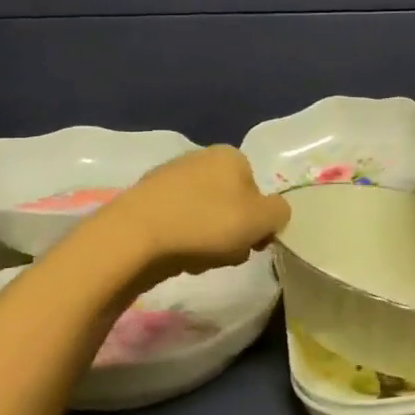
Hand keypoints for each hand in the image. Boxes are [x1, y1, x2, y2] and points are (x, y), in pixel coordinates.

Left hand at [96, 145, 290, 278]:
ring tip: (198, 259)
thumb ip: (280, 213)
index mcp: (231, 155)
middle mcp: (200, 157)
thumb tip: (273, 213)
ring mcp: (169, 177)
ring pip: (205, 215)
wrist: (135, 237)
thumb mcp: (263, 220)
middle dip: (233, 231)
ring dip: (209, 239)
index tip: (253, 243)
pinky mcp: (144, 200)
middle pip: (231, 203)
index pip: (258, 189)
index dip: (260, 220)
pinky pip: (177, 222)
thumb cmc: (207, 223)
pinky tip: (175, 255)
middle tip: (227, 253)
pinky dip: (182, 239)